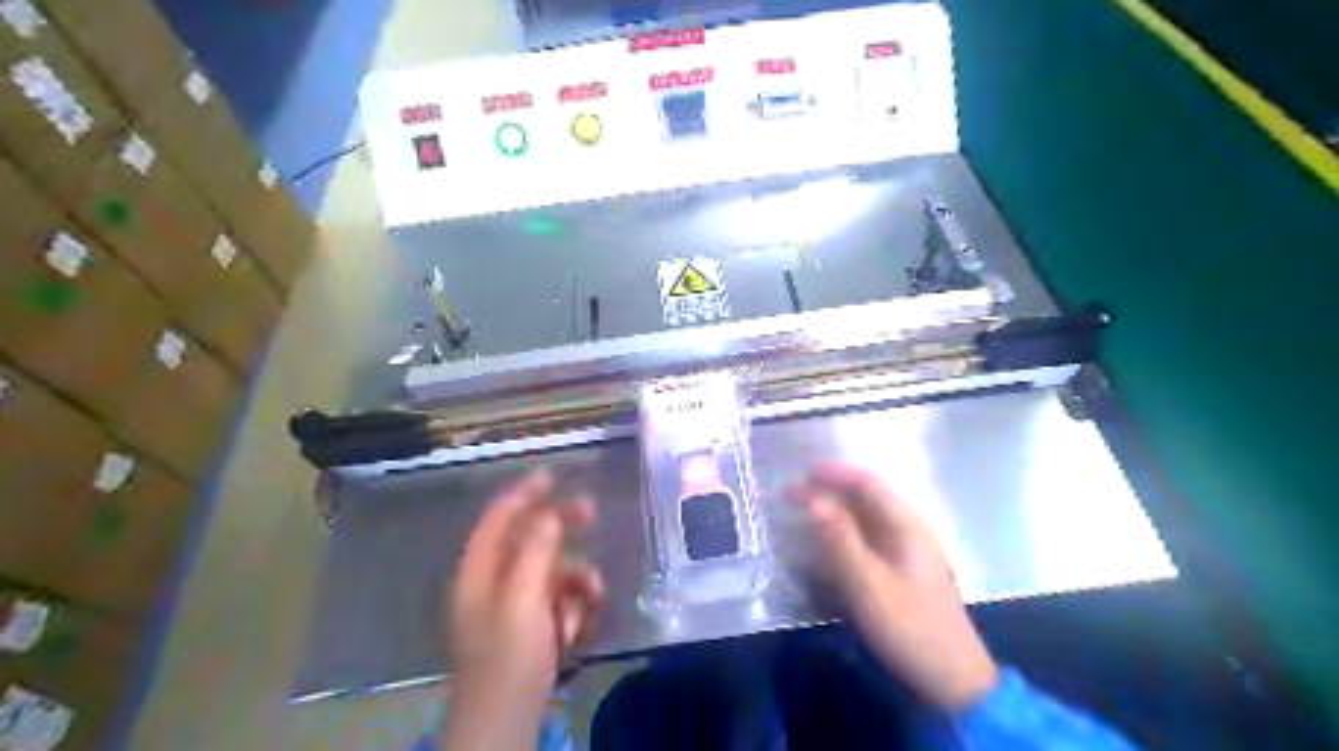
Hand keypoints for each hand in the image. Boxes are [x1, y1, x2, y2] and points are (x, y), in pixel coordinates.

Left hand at [442, 468, 600, 747]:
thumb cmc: (508, 657)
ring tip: (592, 596)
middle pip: (528, 538)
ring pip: (551, 571)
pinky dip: (573, 606)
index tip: (555, 474)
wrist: (505, 721)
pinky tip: (580, 626)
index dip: (524, 492)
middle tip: (590, 512)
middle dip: (560, 528)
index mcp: (479, 570)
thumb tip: (550, 513)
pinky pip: (559, 600)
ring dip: (575, 578)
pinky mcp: (532, 628)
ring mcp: (514, 606)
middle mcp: (494, 582)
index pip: (499, 517)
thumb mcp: (522, 599)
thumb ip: (536, 551)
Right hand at [786, 463, 999, 709]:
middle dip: (828, 492)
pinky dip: (841, 534)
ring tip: (800, 515)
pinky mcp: (901, 573)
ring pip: (865, 520)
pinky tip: (824, 545)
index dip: (834, 474)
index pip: (867, 484)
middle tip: (790, 497)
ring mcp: (906, 552)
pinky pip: (866, 541)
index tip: (800, 474)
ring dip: (833, 513)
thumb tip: (812, 500)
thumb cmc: (908, 626)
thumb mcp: (868, 584)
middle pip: (865, 499)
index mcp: (906, 526)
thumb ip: (839, 540)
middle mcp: (908, 531)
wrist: (951, 680)